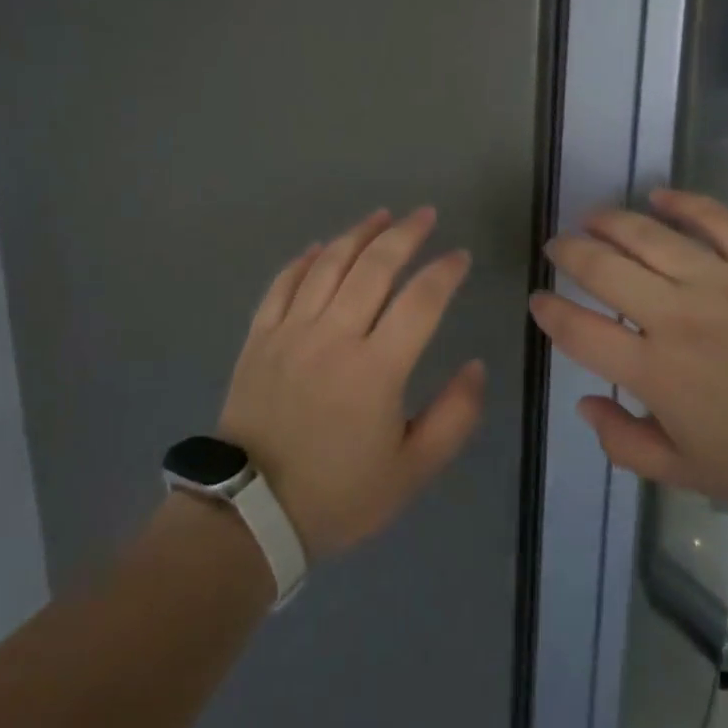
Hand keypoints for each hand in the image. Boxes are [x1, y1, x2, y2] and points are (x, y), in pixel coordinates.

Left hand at [217, 207, 486, 558]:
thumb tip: (476, 367)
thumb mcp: (412, 471)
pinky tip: (319, 247)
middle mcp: (334, 336)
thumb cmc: (338, 495)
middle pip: (373, 267)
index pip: (421, 301)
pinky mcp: (259, 338)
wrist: (250, 513)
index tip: (460, 257)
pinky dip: (303, 260)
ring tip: (380, 216)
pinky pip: (282, 284)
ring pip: (327, 265)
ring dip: (357, 234)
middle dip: (405, 234)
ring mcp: (291, 332)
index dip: (445, 272)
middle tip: (425, 215)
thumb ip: (454, 417)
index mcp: (377, 369)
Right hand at [528, 188, 727, 511]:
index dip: (548, 312)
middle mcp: (677, 317)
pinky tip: (658, 196)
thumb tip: (586, 403)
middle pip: (602, 269)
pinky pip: (714, 219)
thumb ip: (626, 444)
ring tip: (590, 217)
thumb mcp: (692, 475)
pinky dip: (682, 202)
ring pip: (648, 235)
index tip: (538, 300)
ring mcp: (722, 282)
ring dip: (609, 222)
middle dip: (568, 253)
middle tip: (556, 246)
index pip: (578, 331)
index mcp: (656, 372)